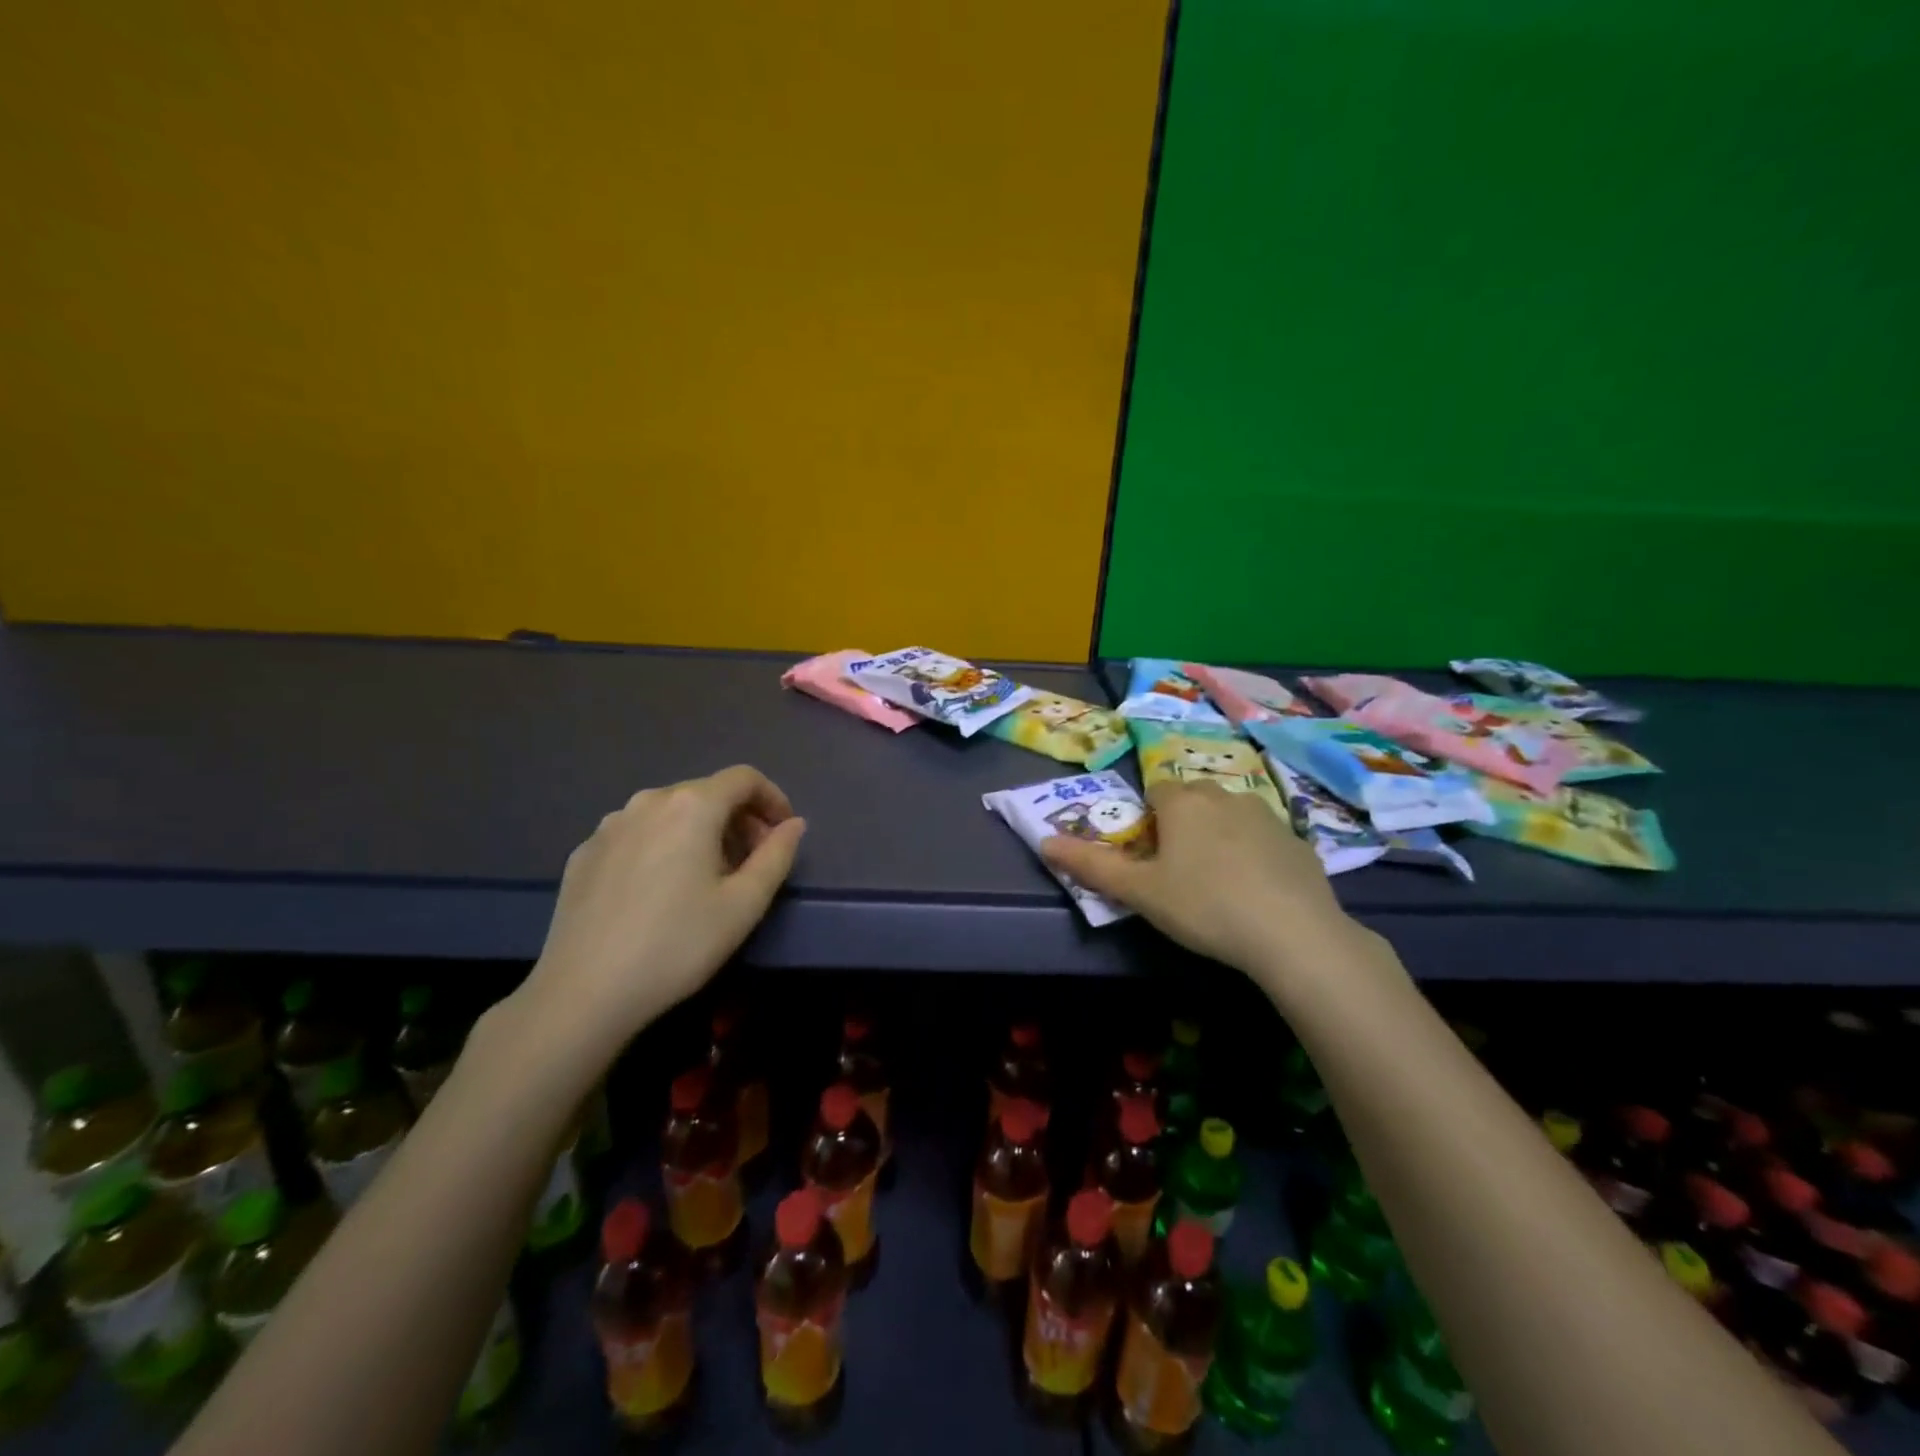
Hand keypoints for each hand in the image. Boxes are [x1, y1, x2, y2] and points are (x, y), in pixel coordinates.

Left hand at [519, 766, 805, 1047]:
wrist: (583, 993)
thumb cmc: (678, 944)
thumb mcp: (744, 904)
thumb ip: (777, 855)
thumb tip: (793, 824)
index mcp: (691, 806)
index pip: (744, 778)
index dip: (773, 798)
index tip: (783, 832)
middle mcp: (648, 802)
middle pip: (707, 793)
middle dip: (739, 819)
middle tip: (753, 862)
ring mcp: (609, 826)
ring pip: (670, 813)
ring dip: (701, 833)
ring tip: (708, 878)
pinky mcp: (584, 853)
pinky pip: (637, 835)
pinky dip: (663, 847)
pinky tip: (661, 892)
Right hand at [1042, 780, 1358, 987]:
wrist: (1293, 934)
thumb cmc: (1203, 905)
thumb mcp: (1139, 891)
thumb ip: (1090, 865)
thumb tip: (1044, 842)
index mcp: (1184, 802)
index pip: (1156, 791)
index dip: (1149, 820)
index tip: (1152, 857)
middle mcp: (1225, 795)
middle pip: (1194, 799)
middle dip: (1183, 823)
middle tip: (1180, 871)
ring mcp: (1268, 815)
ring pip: (1232, 815)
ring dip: (1220, 836)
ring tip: (1220, 883)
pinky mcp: (1300, 842)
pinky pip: (1266, 839)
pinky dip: (1256, 855)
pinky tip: (1257, 892)